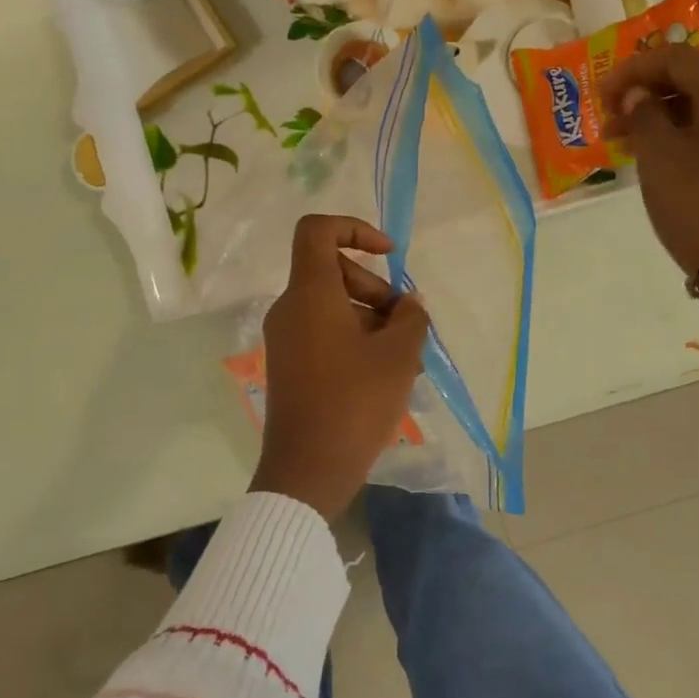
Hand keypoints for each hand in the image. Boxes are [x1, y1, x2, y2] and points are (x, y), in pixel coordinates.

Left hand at [249, 215, 430, 520]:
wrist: (308, 469)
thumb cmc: (355, 403)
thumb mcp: (398, 355)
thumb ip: (411, 317)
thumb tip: (409, 304)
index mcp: (310, 294)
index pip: (318, 231)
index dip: (355, 228)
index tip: (389, 255)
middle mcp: (290, 309)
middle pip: (333, 271)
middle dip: (376, 288)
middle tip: (407, 323)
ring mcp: (287, 339)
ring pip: (333, 306)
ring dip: (372, 319)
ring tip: (407, 356)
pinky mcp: (290, 366)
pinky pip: (325, 333)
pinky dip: (356, 339)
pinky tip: (387, 373)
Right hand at [597, 45, 698, 275]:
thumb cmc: (697, 203)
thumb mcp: (659, 156)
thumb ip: (642, 114)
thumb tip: (637, 95)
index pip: (676, 58)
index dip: (632, 70)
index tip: (600, 93)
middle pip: (692, 79)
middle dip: (646, 93)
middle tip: (609, 118)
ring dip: (661, 115)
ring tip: (624, 141)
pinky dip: (682, 132)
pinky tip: (656, 154)